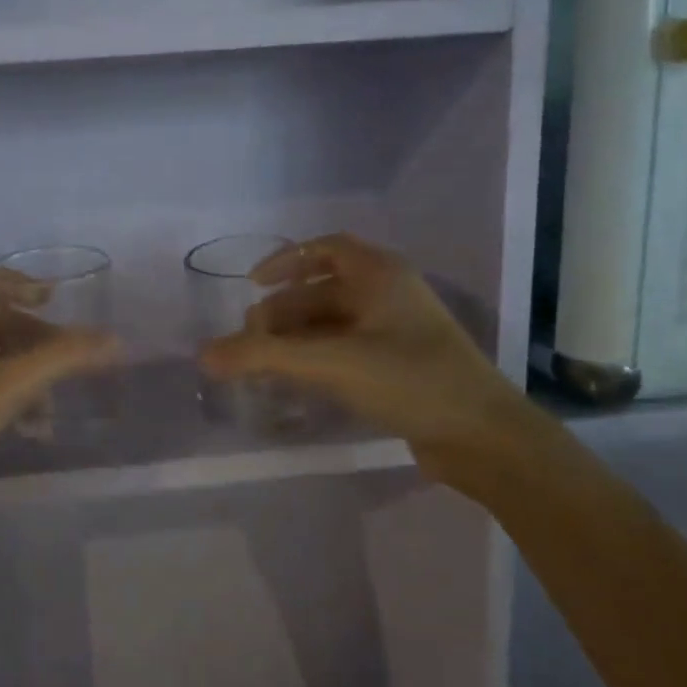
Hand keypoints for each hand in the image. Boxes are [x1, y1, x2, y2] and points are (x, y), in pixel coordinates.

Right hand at [197, 234, 531, 479]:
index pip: (325, 248)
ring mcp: (397, 332)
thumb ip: (264, 356)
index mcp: (380, 275)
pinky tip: (295, 382)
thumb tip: (203, 354)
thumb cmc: (410, 380)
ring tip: (263, 364)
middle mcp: (388, 295)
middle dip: (282, 312)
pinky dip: (316, 359)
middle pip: (322, 291)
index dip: (285, 261)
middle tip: (250, 341)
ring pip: (332, 324)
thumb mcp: (331, 363)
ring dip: (296, 339)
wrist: (483, 437)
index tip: (252, 284)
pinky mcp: (400, 367)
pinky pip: (346, 351)